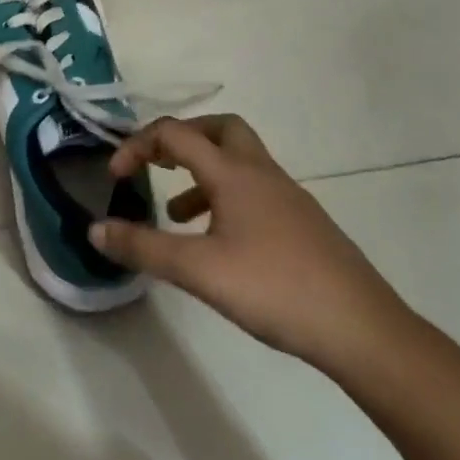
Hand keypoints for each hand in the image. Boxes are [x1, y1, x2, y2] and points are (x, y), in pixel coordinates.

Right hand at [89, 116, 412, 371]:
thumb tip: (95, 229)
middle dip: (182, 138)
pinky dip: (226, 198)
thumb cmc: (275, 289)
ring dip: (202, 172)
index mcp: (233, 173)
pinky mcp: (303, 224)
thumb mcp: (198, 270)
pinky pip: (254, 190)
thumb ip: (143, 247)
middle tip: (156, 162)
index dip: (138, 145)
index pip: (176, 134)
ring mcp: (288, 197)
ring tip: (175, 211)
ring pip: (238, 161)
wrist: (364, 331)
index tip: (116, 176)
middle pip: (219, 128)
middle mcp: (261, 173)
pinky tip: (217, 241)